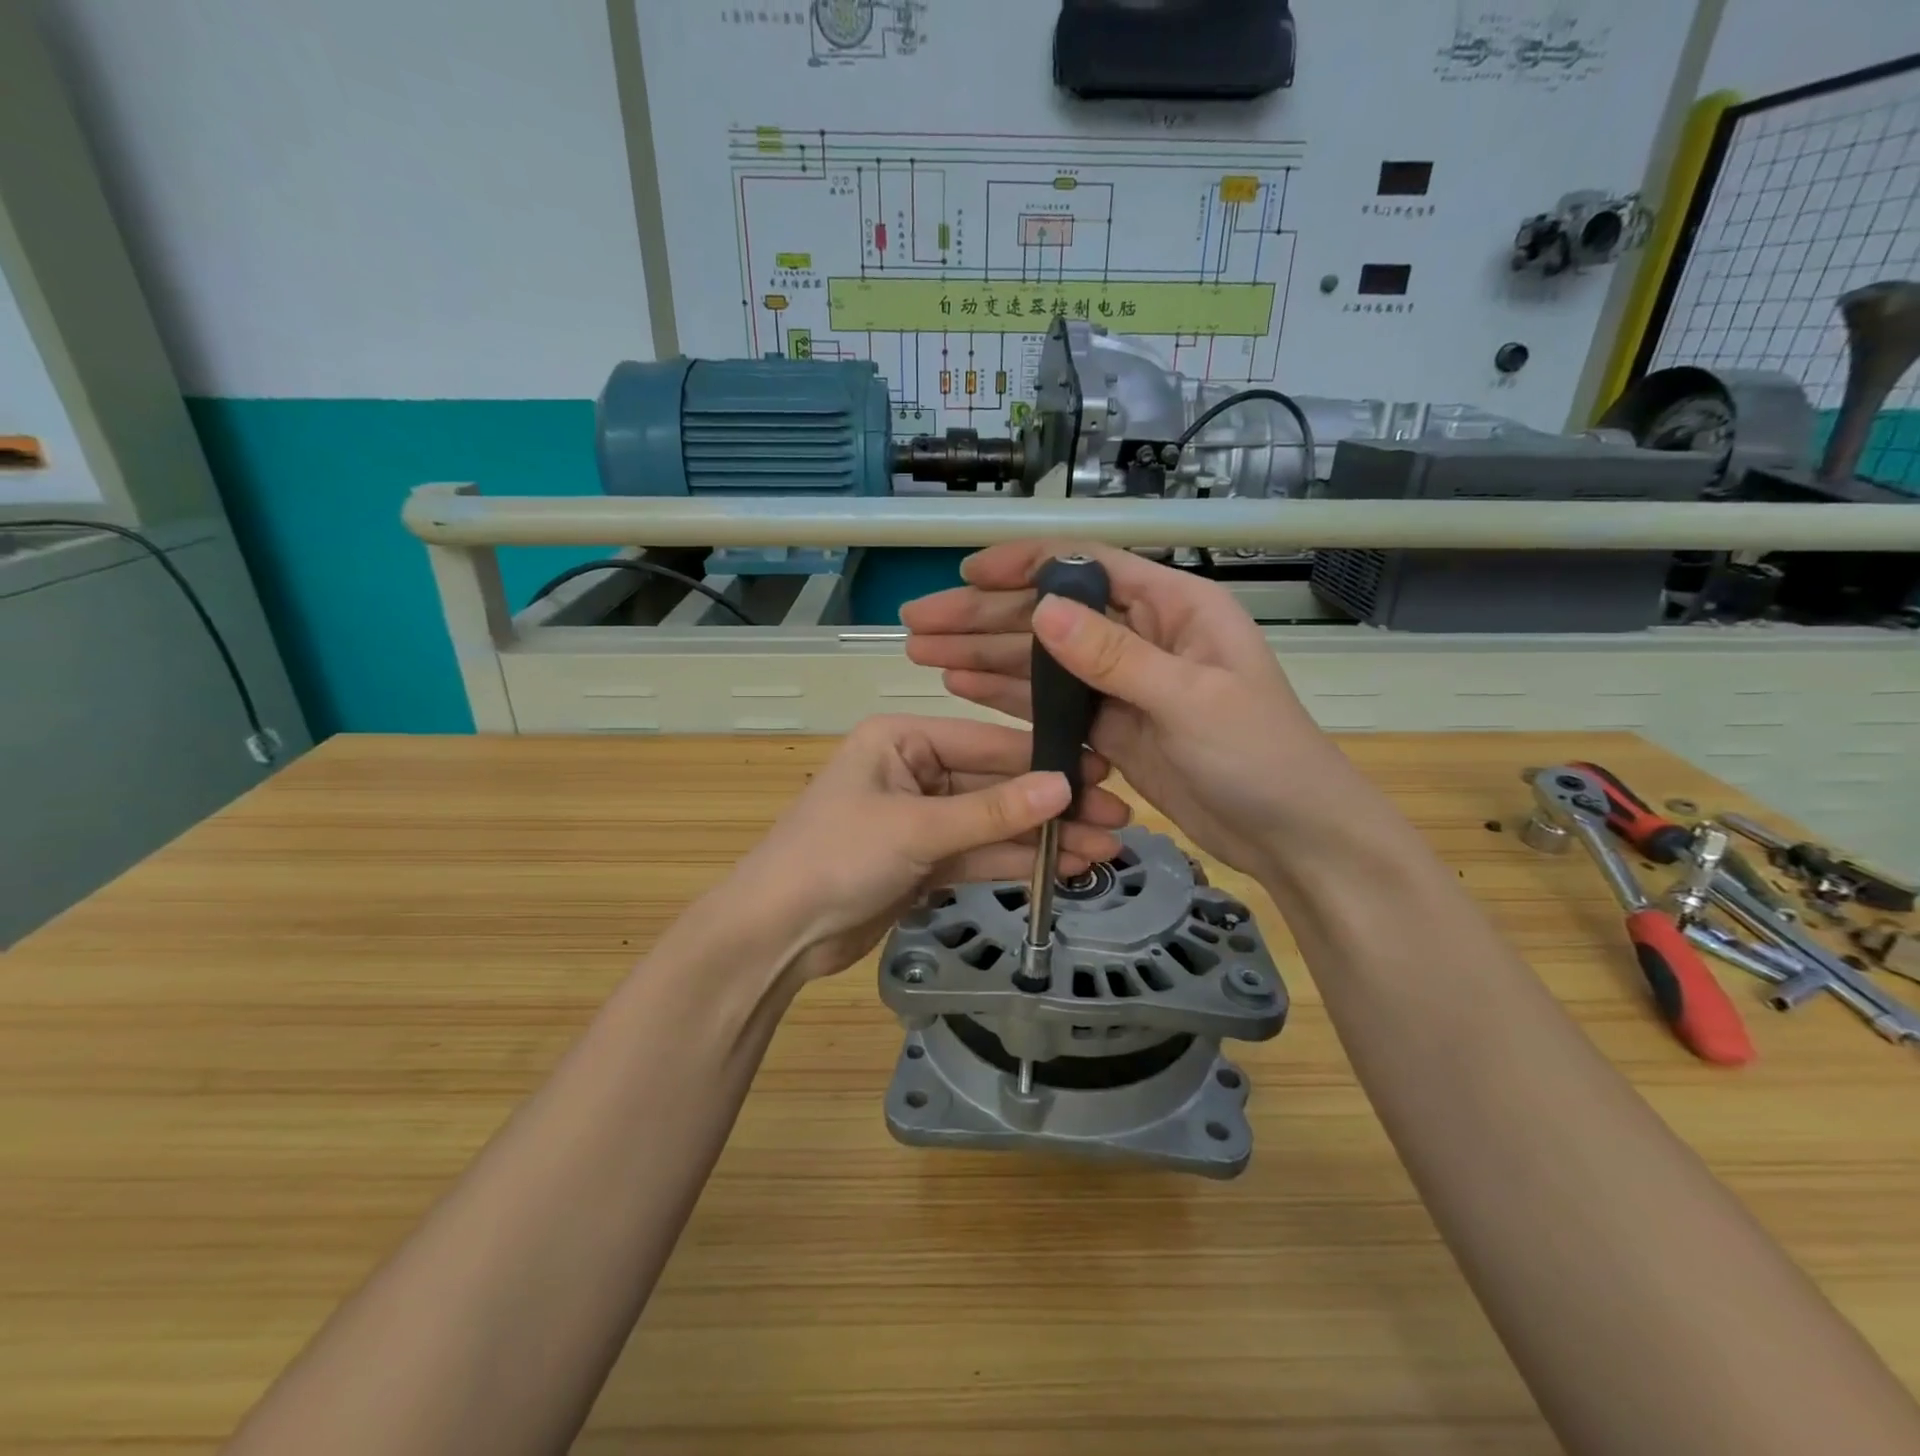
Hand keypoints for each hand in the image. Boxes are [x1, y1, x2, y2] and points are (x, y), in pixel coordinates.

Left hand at [718, 715, 1127, 981]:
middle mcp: (914, 769)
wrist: (776, 935)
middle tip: (1117, 817)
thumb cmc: (835, 857)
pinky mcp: (924, 861)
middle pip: (996, 784)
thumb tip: (1065, 786)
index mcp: (902, 739)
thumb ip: (993, 811)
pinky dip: (1017, 861)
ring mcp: (921, 818)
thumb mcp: (916, 828)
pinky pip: (979, 853)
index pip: (987, 741)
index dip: (1045, 758)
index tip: (1103, 770)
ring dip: (1044, 837)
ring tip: (1105, 847)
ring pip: (994, 823)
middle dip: (1053, 805)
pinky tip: (1065, 867)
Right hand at [903, 542, 1352, 880]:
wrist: (1291, 834)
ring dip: (985, 655)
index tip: (966, 575)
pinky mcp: (1113, 728)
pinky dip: (1009, 695)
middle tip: (918, 624)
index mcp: (1174, 608)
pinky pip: (1052, 704)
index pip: (1088, 568)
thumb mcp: (1191, 701)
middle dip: (983, 617)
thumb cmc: (1261, 757)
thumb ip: (1117, 657)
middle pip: (1052, 616)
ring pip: (1043, 661)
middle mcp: (1143, 636)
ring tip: (924, 654)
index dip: (1023, 566)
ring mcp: (1125, 684)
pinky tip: (964, 686)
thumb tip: (1045, 610)